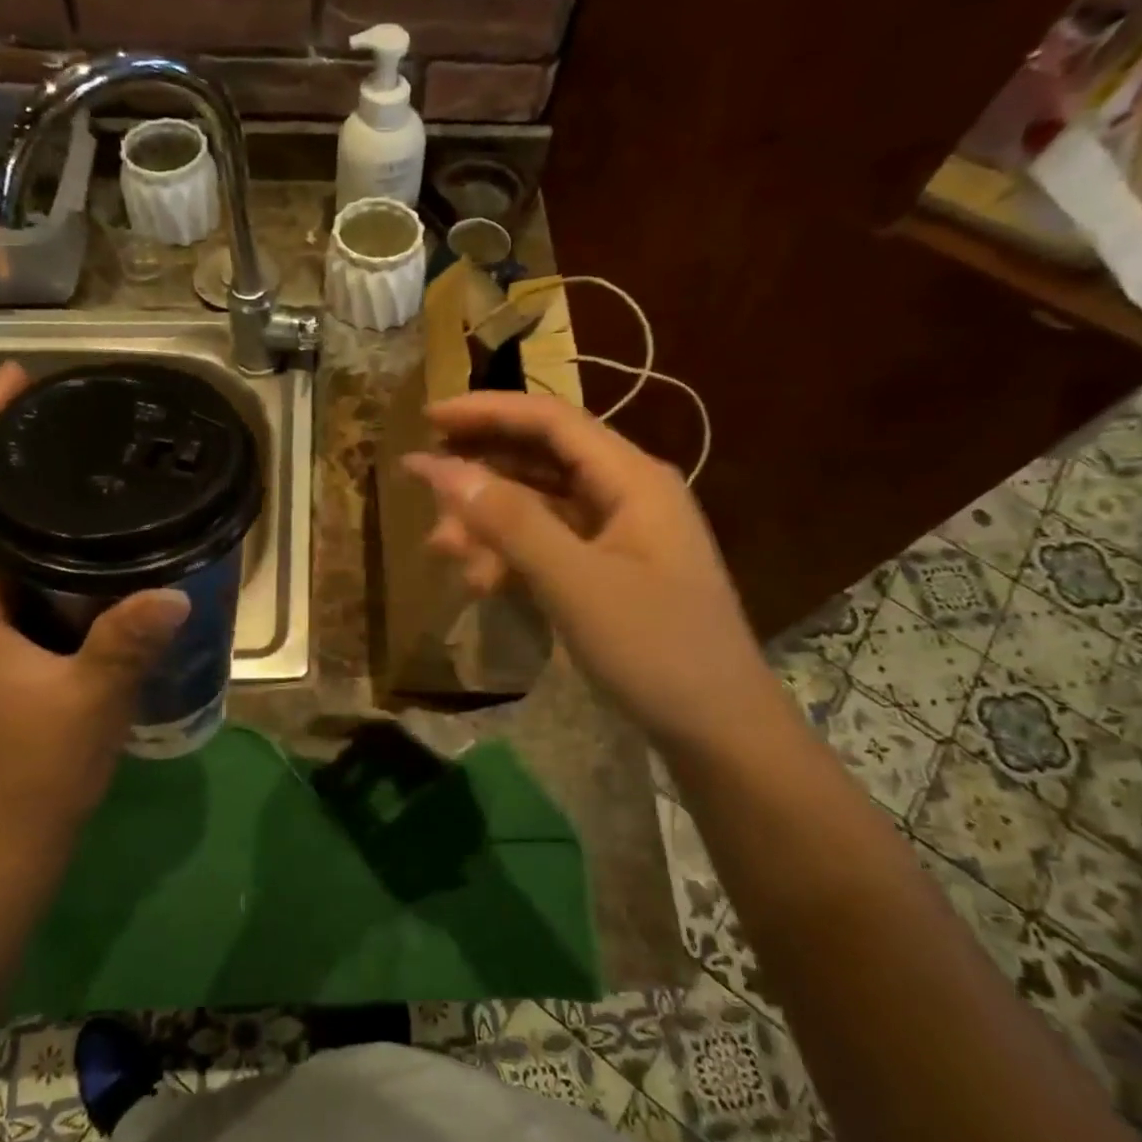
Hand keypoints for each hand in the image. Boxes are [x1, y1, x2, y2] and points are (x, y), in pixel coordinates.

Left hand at [0, 362, 189, 861]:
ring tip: (67, 450)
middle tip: (51, 404)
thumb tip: (174, 593)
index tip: (10, 382)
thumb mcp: (87, 704)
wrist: (10, 838)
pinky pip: (14, 567)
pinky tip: (85, 530)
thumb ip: (124, 646)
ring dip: (14, 488)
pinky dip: (37, 532)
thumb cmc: (34, 771)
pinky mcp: (5, 643)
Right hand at [403, 392, 778, 754]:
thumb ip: (511, 522)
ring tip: (441, 550)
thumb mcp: (576, 583)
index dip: (486, 412)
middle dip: (480, 474)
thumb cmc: (655, 649)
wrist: (718, 729)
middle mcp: (627, 494)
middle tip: (423, 490)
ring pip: (539, 508)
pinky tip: (480, 581)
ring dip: (489, 523)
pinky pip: (549, 546)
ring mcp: (620, 535)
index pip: (551, 421)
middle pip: (541, 460)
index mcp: (632, 479)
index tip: (426, 418)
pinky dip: (512, 556)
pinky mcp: (610, 572)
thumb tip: (444, 470)